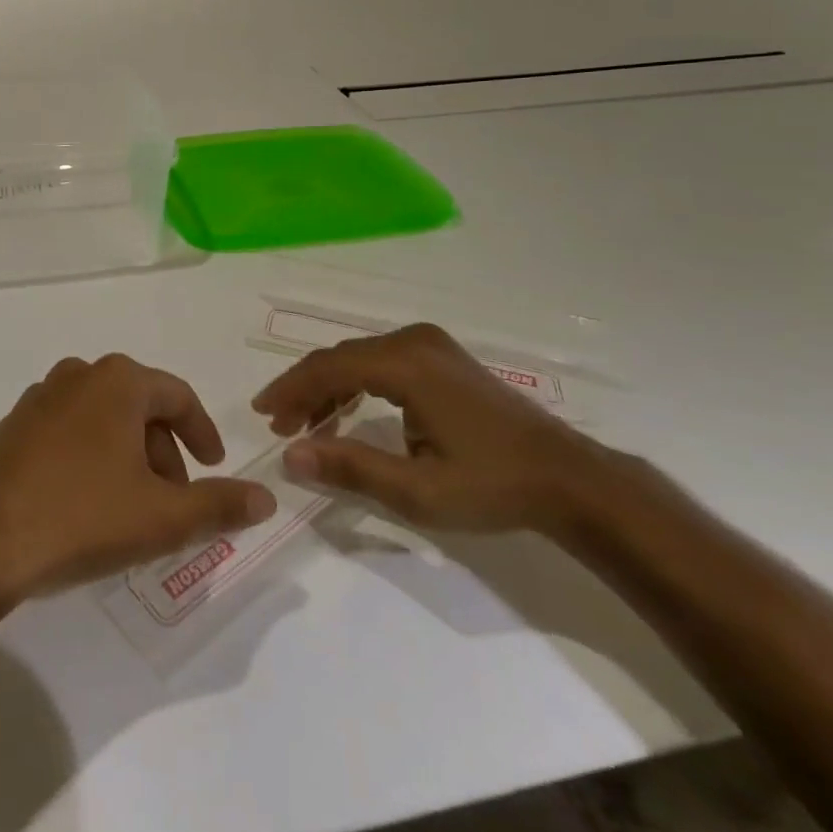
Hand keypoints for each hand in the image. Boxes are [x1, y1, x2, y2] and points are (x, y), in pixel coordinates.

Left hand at [0, 355, 277, 606]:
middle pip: (139, 407)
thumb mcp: (163, 517)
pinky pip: (69, 430)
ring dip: (128, 456)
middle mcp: (78, 374)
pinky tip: (87, 502)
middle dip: (163, 453)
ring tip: (132, 507)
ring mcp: (40, 396)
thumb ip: (219, 505)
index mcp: (117, 381)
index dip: (202, 433)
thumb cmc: (82, 517)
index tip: (215, 467)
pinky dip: (91, 456)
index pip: (177, 397)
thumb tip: (266, 497)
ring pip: (103, 419)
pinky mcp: (14, 424)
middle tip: (172, 502)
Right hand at [252, 323, 616, 536]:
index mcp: (406, 364)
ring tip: (308, 425)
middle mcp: (413, 340)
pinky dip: (357, 384)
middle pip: (340, 358)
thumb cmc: (494, 486)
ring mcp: (430, 344)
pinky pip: (381, 361)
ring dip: (329, 388)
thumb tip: (290, 457)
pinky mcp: (441, 355)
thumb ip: (351, 468)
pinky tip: (347, 412)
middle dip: (305, 390)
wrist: (570, 479)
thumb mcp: (418, 491)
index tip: (262, 414)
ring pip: (359, 358)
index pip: (328, 367)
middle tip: (280, 425)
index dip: (289, 389)